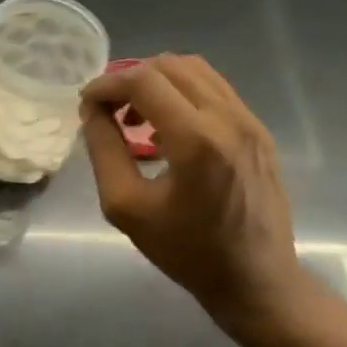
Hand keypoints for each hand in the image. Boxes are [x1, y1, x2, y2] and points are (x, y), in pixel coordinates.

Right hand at [81, 55, 308, 334]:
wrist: (256, 281)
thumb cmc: (186, 252)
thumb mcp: (126, 206)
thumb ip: (104, 149)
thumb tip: (92, 109)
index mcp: (197, 140)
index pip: (144, 80)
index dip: (108, 84)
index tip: (87, 103)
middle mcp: (229, 119)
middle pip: (170, 66)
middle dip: (131, 78)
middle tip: (109, 109)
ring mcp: (250, 122)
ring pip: (196, 70)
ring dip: (158, 82)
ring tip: (136, 117)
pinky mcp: (259, 131)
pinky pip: (216, 90)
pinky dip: (183, 94)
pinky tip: (168, 128)